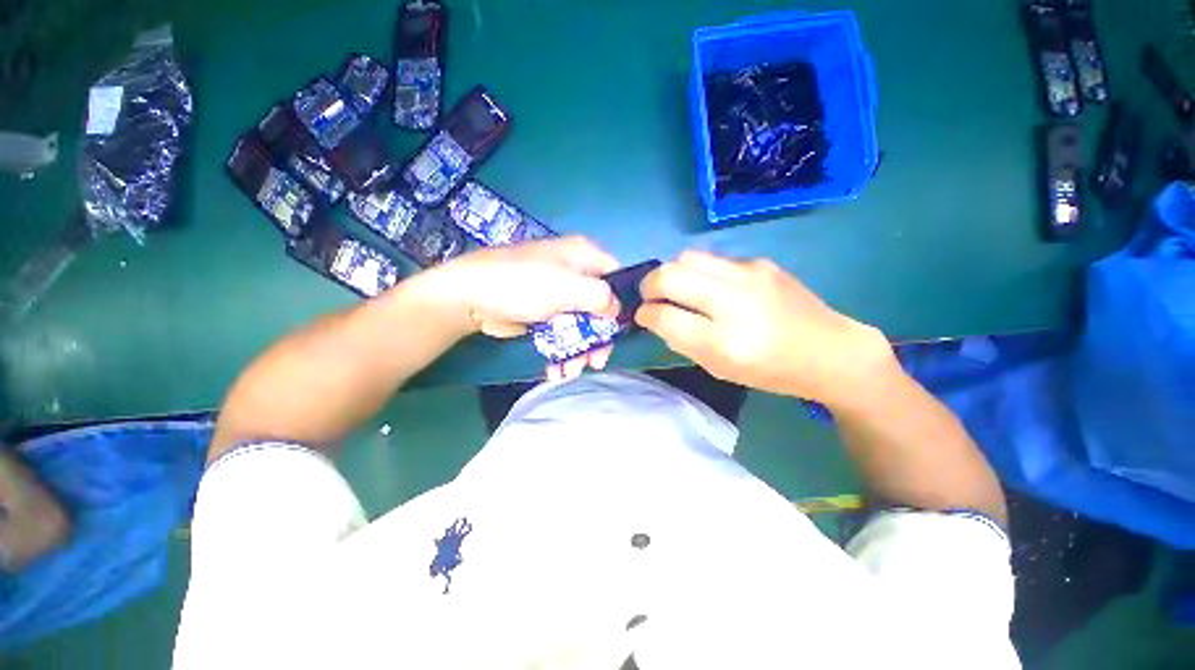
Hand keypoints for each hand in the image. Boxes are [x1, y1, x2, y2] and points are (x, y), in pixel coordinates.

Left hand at [427, 236, 621, 378]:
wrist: (469, 296)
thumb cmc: (524, 285)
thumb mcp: (569, 287)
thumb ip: (601, 297)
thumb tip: (615, 310)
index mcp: (583, 256)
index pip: (615, 277)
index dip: (620, 303)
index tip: (616, 330)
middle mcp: (573, 273)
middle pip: (598, 308)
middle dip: (598, 338)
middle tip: (596, 362)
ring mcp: (556, 295)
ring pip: (580, 325)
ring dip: (579, 351)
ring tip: (570, 372)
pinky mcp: (542, 314)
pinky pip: (561, 333)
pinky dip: (561, 352)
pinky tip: (556, 370)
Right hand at [635, 251, 892, 405]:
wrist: (829, 350)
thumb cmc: (770, 371)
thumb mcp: (720, 368)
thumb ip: (683, 342)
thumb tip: (658, 318)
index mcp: (722, 341)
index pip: (663, 316)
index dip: (644, 315)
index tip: (643, 316)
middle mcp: (733, 301)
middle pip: (669, 275)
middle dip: (649, 285)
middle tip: (650, 297)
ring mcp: (748, 275)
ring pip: (687, 257)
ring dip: (672, 273)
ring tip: (678, 288)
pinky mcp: (760, 262)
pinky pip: (714, 259)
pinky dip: (700, 272)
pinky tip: (713, 287)